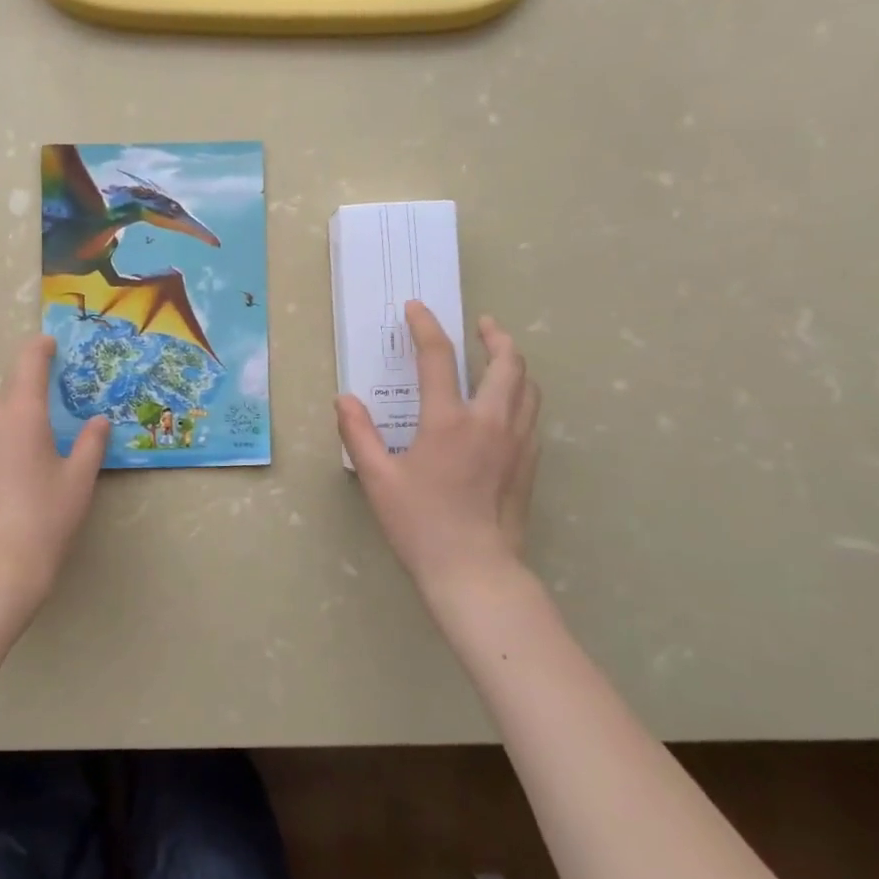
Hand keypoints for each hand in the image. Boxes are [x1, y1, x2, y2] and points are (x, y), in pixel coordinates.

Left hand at [0, 336, 108, 621]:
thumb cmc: (45, 520)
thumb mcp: (78, 481)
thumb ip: (90, 443)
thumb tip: (99, 420)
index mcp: (20, 414)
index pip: (27, 363)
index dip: (39, 349)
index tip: (49, 343)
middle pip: (8, 394)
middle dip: (28, 397)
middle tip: (52, 417)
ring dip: (10, 425)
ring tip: (31, 458)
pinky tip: (7, 481)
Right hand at [336, 303, 540, 613]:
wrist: (474, 570)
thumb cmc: (420, 524)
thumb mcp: (377, 479)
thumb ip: (359, 434)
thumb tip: (345, 399)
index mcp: (449, 421)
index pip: (439, 358)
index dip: (426, 327)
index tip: (417, 308)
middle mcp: (490, 422)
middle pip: (507, 363)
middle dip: (495, 336)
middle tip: (483, 325)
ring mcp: (517, 442)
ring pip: (529, 386)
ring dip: (515, 364)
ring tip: (501, 358)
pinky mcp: (529, 463)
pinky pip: (533, 415)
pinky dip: (523, 395)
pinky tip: (509, 406)